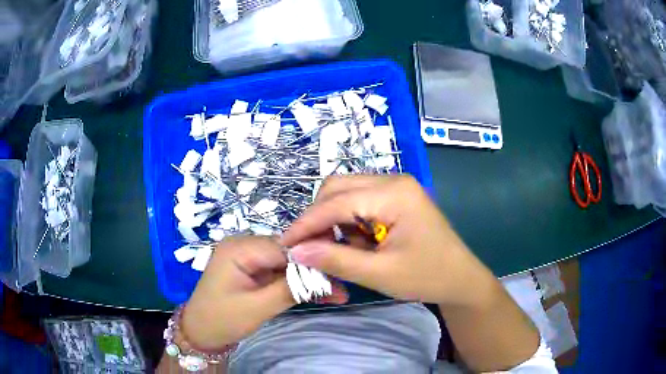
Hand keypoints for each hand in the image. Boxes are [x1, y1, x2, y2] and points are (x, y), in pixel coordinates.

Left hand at [181, 236, 346, 350]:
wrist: (199, 331)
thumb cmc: (222, 319)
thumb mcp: (257, 307)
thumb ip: (289, 288)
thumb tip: (324, 274)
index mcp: (240, 247)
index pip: (285, 248)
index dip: (312, 262)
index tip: (339, 277)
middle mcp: (244, 244)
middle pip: (289, 253)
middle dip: (314, 271)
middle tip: (341, 288)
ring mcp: (248, 256)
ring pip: (287, 263)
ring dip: (309, 279)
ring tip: (336, 294)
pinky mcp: (252, 268)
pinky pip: (279, 272)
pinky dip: (296, 283)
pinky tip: (318, 293)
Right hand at [281, 175, 497, 307]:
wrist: (461, 279)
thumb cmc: (427, 277)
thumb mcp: (380, 274)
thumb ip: (336, 260)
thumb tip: (296, 251)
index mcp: (394, 193)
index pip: (336, 202)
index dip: (306, 224)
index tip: (285, 244)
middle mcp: (394, 181)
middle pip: (338, 188)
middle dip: (318, 218)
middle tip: (309, 248)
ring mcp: (396, 187)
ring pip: (347, 194)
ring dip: (333, 220)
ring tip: (338, 250)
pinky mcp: (397, 198)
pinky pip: (360, 202)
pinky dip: (349, 222)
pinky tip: (357, 244)